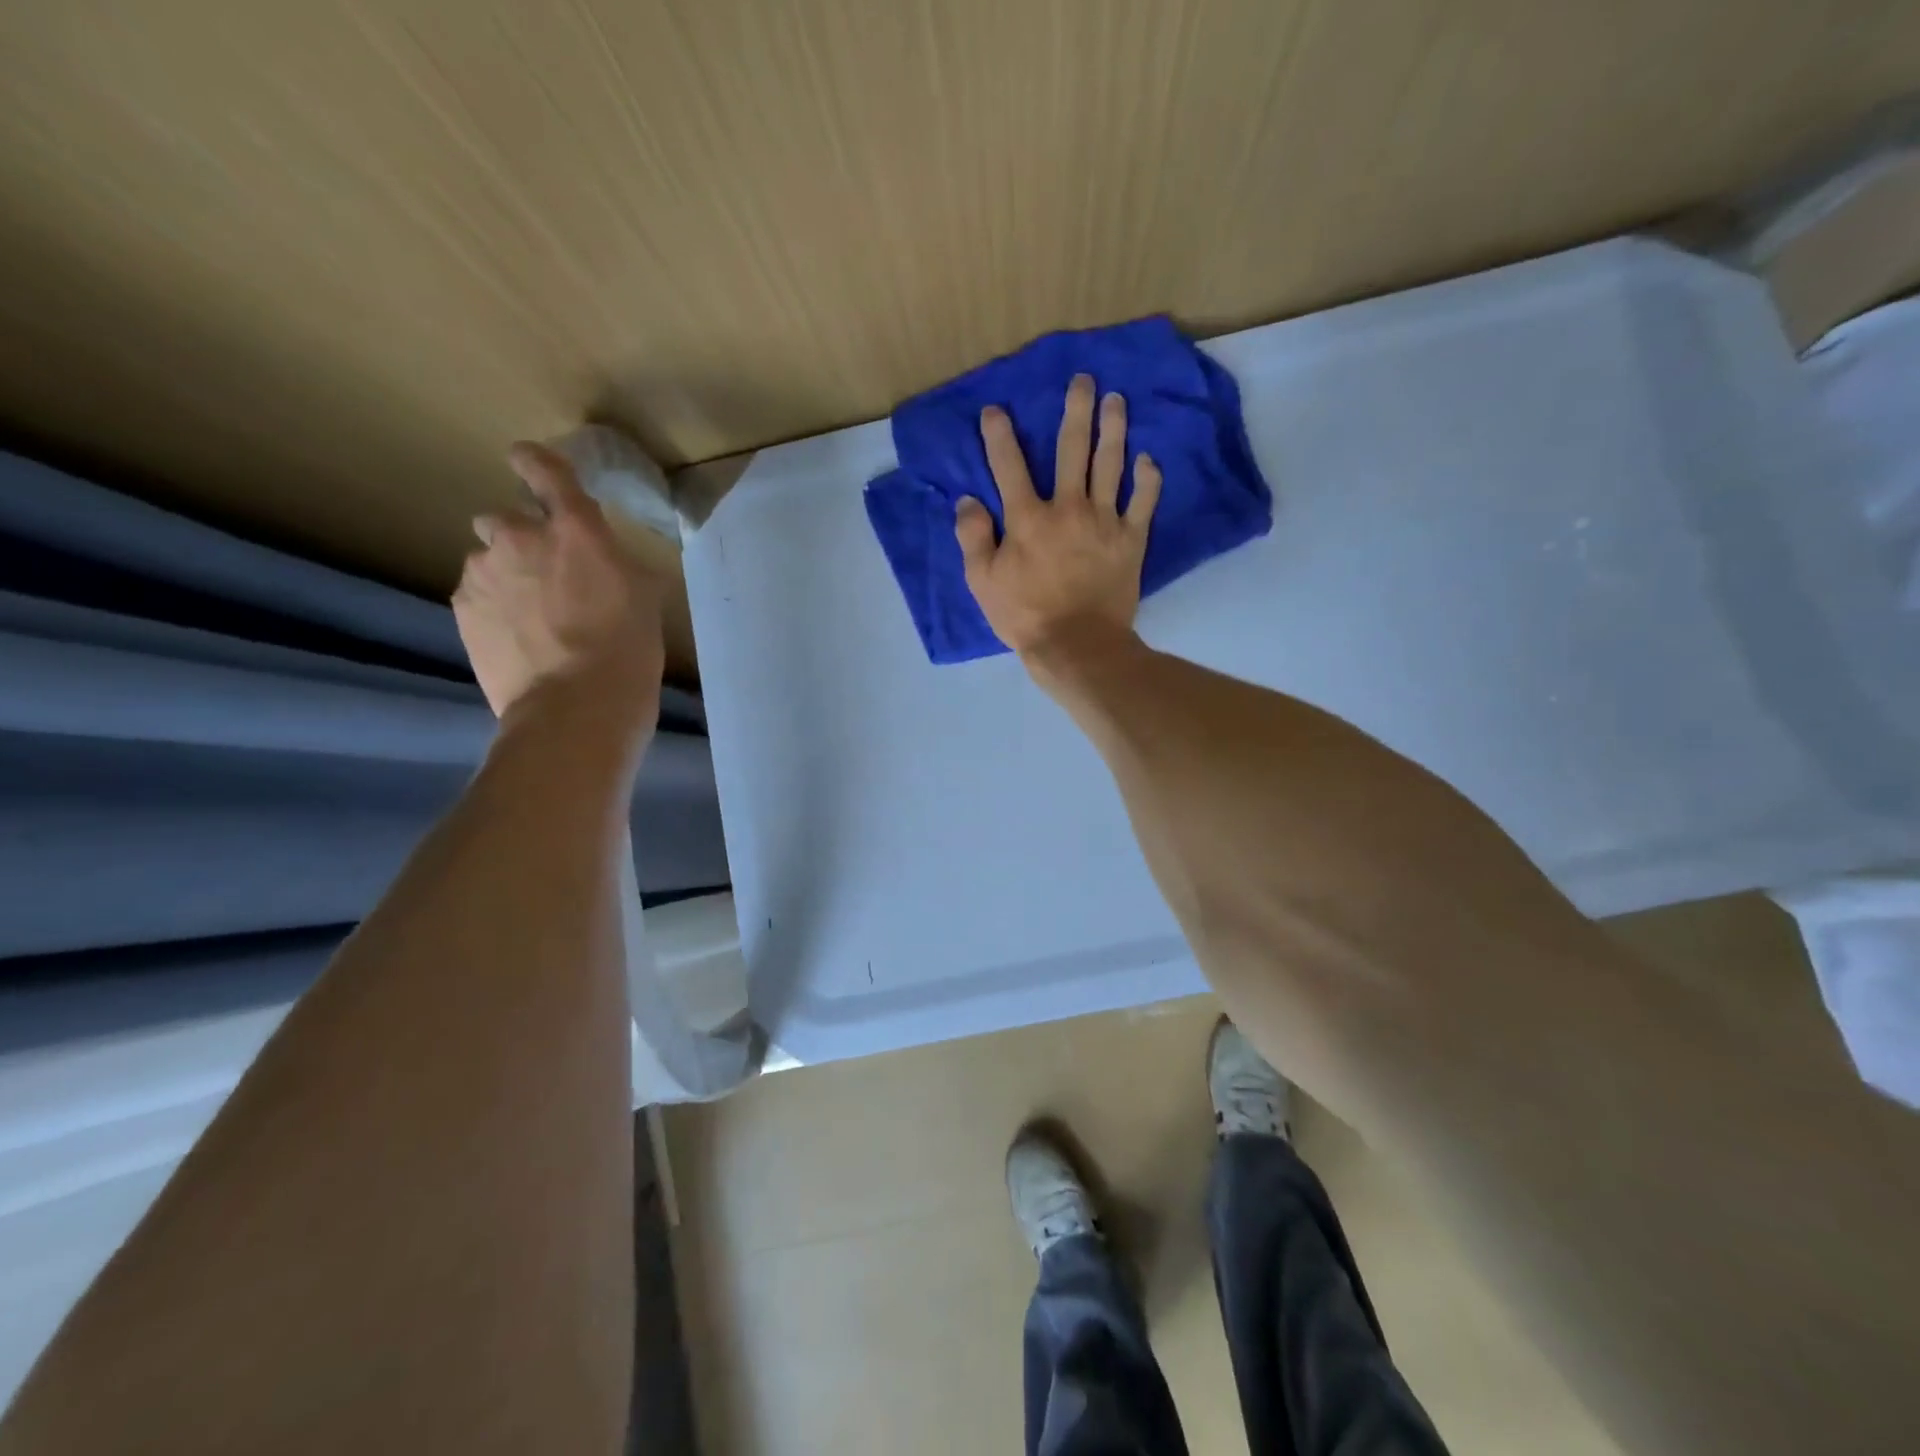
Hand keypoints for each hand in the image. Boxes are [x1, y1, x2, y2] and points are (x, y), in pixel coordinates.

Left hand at [454, 441, 665, 737]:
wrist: (575, 707)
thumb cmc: (627, 651)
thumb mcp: (645, 597)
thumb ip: (617, 562)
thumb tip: (605, 559)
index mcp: (574, 529)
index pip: (544, 469)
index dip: (536, 463)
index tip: (530, 465)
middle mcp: (520, 537)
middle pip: (505, 519)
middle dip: (522, 540)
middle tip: (548, 578)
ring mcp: (483, 573)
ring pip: (488, 561)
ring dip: (506, 576)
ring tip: (532, 619)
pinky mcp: (462, 609)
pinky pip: (476, 595)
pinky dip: (493, 608)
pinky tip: (518, 640)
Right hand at [955, 374, 1162, 658]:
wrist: (1078, 645)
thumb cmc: (1025, 615)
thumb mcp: (983, 582)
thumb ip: (973, 538)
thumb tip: (968, 501)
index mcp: (1027, 518)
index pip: (1009, 465)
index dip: (999, 435)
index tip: (996, 409)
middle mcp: (1067, 507)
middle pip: (1072, 449)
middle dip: (1076, 410)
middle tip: (1084, 381)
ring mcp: (1104, 521)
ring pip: (1110, 464)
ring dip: (1114, 429)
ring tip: (1117, 401)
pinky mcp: (1130, 540)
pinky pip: (1143, 502)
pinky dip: (1147, 479)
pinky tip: (1148, 460)